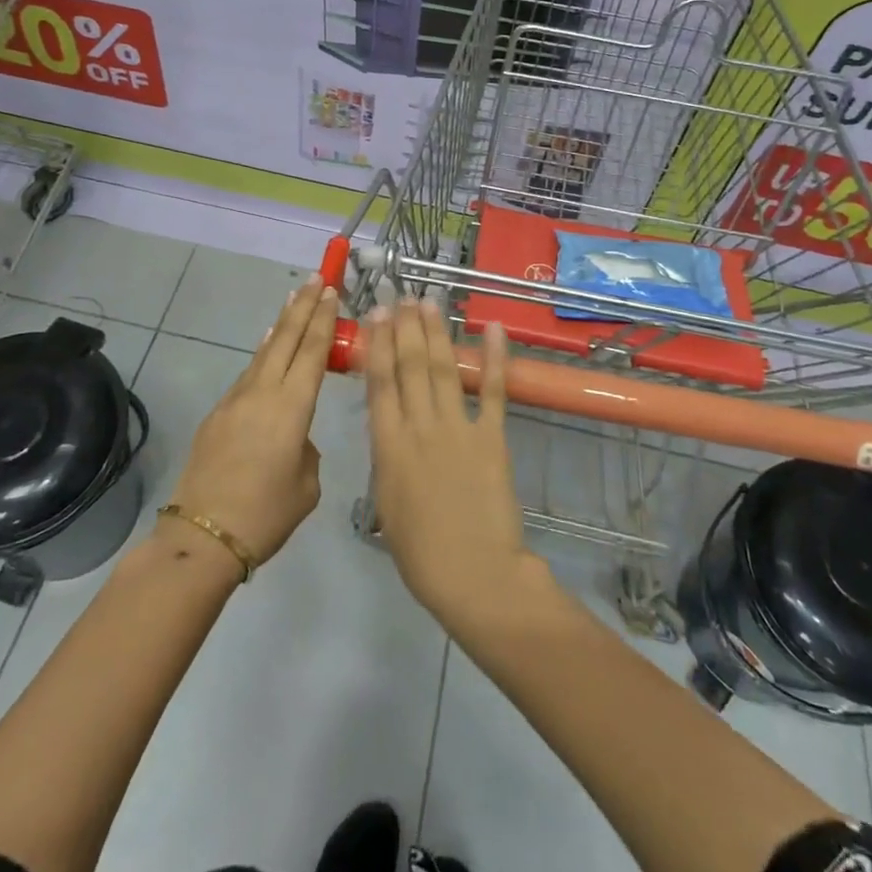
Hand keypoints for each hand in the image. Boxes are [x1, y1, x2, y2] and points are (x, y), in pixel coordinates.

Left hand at [168, 277, 337, 570]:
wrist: (202, 536)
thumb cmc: (265, 514)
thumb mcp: (306, 486)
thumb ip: (306, 451)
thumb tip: (294, 438)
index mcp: (291, 408)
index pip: (311, 352)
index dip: (322, 319)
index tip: (329, 290)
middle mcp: (262, 393)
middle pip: (285, 339)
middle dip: (302, 307)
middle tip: (314, 280)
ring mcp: (235, 401)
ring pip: (263, 353)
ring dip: (280, 326)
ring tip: (292, 302)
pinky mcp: (217, 415)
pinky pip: (247, 374)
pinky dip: (262, 355)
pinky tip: (266, 350)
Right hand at [362, 299, 536, 633]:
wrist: (474, 574)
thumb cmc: (421, 552)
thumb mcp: (387, 503)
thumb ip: (387, 459)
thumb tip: (388, 427)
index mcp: (389, 445)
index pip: (380, 383)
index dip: (377, 344)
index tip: (376, 315)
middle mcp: (420, 426)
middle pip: (410, 366)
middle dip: (404, 327)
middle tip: (401, 296)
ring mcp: (458, 427)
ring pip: (443, 368)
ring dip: (436, 332)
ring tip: (429, 301)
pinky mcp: (492, 436)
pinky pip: (493, 390)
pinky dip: (495, 357)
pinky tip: (492, 327)